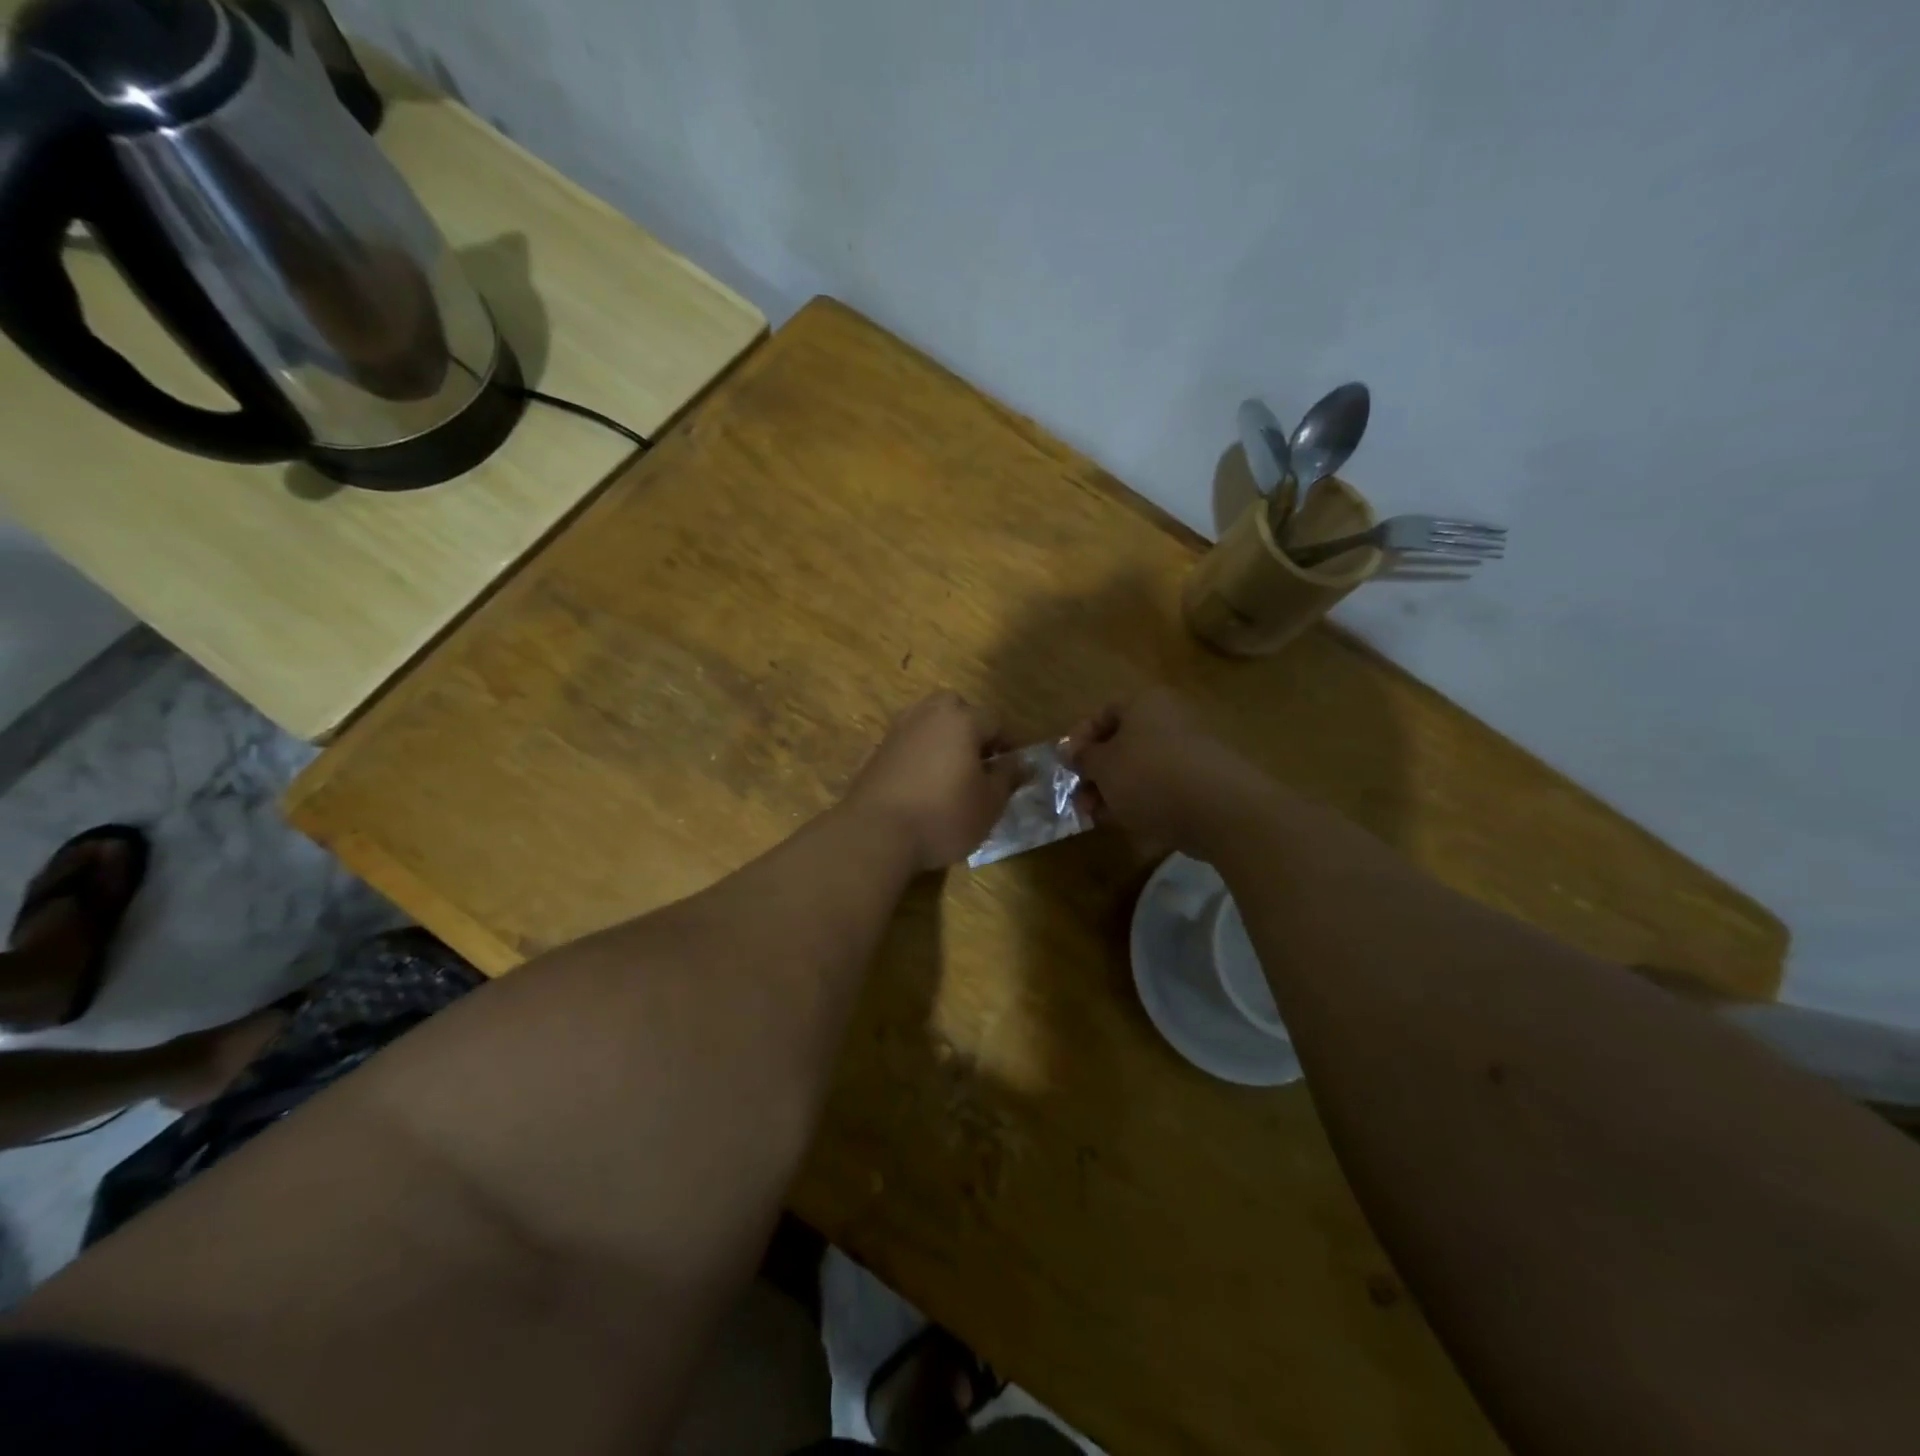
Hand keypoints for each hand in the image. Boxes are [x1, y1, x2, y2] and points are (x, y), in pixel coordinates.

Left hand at [843, 692, 1020, 872]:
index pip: (995, 720)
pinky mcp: (875, 751)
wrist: (875, 834)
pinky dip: (919, 753)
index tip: (1015, 766)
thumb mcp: (989, 803)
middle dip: (971, 727)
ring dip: (943, 738)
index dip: (1009, 742)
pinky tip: (923, 782)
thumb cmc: (943, 816)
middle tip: (981, 760)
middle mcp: (927, 715)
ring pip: (928, 721)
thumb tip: (1021, 762)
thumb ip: (1008, 777)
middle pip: (956, 708)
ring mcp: (897, 731)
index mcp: (960, 720)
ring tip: (952, 770)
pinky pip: (907, 742)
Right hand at [1069, 688, 1268, 852]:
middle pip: (1121, 743)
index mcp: (1144, 703)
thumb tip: (1070, 751)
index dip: (1079, 740)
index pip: (1102, 714)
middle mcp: (1168, 719)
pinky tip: (1127, 822)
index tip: (1067, 767)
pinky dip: (1141, 801)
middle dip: (1095, 773)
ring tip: (1097, 817)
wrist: (1219, 809)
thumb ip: (1083, 758)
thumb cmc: (1149, 775)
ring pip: (1139, 768)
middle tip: (1079, 800)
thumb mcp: (1103, 766)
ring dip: (1113, 791)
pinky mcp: (1201, 781)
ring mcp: (1188, 750)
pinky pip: (1161, 786)